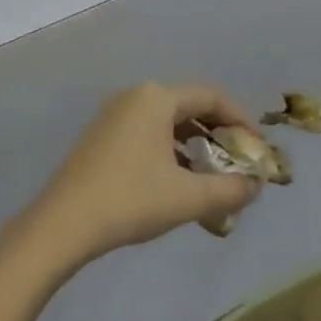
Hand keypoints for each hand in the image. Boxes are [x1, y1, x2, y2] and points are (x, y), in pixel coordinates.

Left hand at [27, 83, 262, 266]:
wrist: (63, 223)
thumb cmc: (130, 200)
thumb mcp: (188, 198)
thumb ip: (229, 190)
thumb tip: (255, 186)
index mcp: (157, 98)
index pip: (211, 97)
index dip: (240, 120)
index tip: (257, 148)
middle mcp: (135, 97)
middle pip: (189, 107)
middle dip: (218, 135)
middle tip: (238, 164)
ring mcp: (114, 115)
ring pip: (167, 123)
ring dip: (194, 147)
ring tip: (212, 178)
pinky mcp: (101, 137)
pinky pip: (147, 134)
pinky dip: (170, 152)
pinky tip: (177, 183)